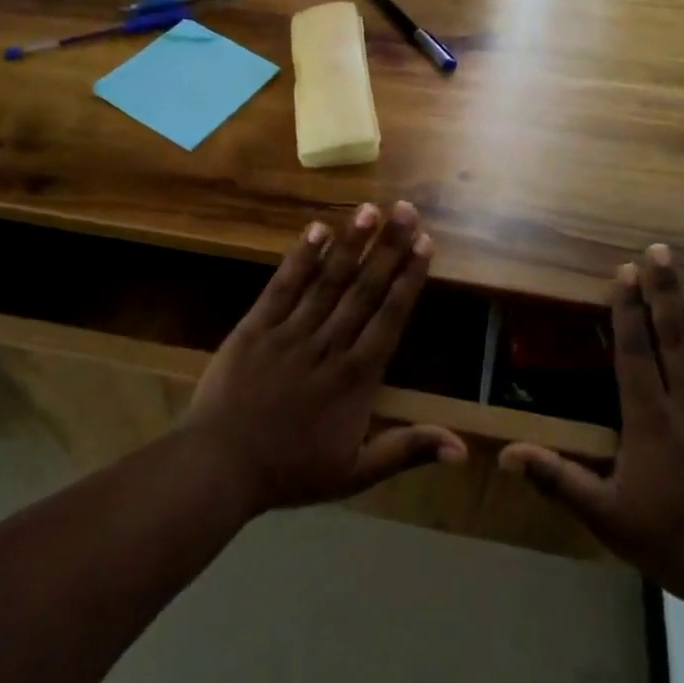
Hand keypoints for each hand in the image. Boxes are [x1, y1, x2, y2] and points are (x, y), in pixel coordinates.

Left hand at [183, 202, 467, 516]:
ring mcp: (290, 332)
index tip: (424, 245)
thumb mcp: (355, 473)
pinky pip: (282, 286)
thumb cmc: (290, 471)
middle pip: (364, 289)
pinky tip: (317, 229)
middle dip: (388, 248)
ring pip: (328, 281)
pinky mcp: (256, 326)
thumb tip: (464, 450)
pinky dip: (300, 258)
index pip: (390, 317)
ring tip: (371, 209)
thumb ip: (407, 450)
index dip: (408, 279)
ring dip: (351, 244)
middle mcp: (328, 345)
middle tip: (407, 211)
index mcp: (356, 378)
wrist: (220, 467)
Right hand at [500, 246, 683, 618]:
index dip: (628, 309)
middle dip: (665, 289)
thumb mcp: (610, 519)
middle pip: (677, 336)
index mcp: (651, 421)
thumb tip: (504, 455)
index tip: (625, 271)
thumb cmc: (683, 548)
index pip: (635, 352)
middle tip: (660, 249)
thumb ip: (559, 480)